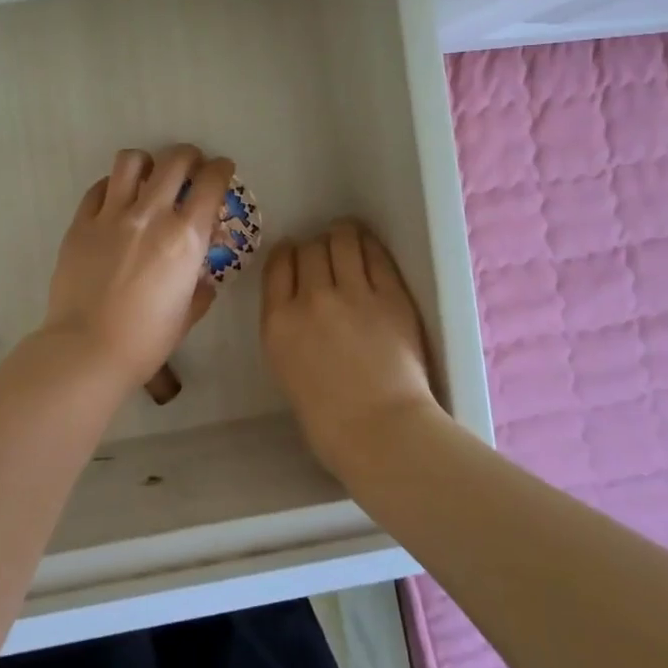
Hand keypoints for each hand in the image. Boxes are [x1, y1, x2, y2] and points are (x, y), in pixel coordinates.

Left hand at [41, 145, 234, 391]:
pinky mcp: (81, 223)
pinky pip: (99, 188)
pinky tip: (116, 200)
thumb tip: (202, 276)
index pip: (211, 183)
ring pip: (131, 161)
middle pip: (174, 160)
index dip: (221, 169)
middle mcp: (151, 216)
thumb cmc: (146, 340)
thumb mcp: (187, 313)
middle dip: (189, 155)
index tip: (222, 169)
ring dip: (147, 162)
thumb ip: (199, 287)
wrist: (88, 349)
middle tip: (190, 165)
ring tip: (149, 175)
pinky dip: (113, 186)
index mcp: (185, 238)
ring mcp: (112, 216)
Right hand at [261, 220, 443, 475]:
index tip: (295, 253)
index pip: (277, 265)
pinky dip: (368, 245)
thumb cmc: (329, 422)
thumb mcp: (286, 369)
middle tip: (325, 253)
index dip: (287, 253)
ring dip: (342, 235)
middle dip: (314, 247)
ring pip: (341, 241)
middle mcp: (310, 299)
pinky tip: (368, 246)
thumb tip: (302, 308)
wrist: (381, 433)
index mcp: (278, 323)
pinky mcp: (390, 296)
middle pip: (308, 250)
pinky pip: (375, 255)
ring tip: (347, 236)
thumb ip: (289, 331)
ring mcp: (352, 294)